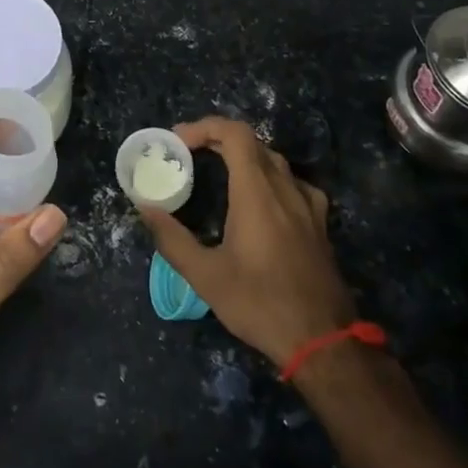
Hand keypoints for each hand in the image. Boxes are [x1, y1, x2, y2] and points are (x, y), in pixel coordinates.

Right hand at [139, 117, 356, 368]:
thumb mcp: (205, 276)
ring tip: (217, 171)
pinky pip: (292, 182)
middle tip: (189, 154)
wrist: (323, 341)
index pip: (234, 133)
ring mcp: (307, 204)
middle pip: (252, 142)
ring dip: (243, 156)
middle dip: (217, 138)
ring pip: (273, 160)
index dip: (204, 127)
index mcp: (256, 192)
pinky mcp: (319, 222)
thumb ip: (172, 238)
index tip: (178, 141)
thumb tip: (145, 208)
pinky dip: (268, 177)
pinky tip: (260, 199)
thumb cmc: (259, 304)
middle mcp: (285, 187)